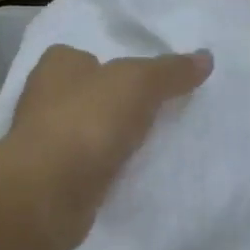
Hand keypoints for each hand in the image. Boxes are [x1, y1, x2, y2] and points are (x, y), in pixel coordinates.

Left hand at [0, 45, 212, 248]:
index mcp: (57, 65)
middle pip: (87, 95)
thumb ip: (171, 71)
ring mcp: (44, 142)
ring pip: (86, 131)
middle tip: (156, 112)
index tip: (144, 81)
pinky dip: (104, 169)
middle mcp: (44, 98)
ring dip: (110, 138)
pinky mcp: (51, 179)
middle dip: (114, 103)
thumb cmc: (88, 121)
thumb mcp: (139, 84)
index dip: (112, 65)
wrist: (48, 193)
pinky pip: (87, 166)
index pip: (84, 56)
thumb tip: (205, 58)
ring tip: (150, 144)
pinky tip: (129, 175)